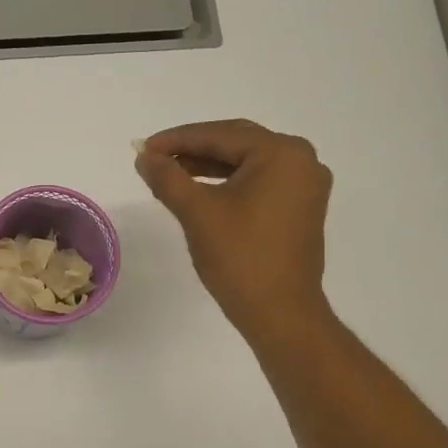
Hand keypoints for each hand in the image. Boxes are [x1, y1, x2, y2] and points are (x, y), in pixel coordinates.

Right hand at [135, 119, 334, 346]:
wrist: (280, 312)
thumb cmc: (240, 257)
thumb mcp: (197, 212)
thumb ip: (168, 178)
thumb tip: (144, 157)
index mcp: (282, 153)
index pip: (220, 135)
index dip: (176, 140)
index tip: (143, 149)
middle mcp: (301, 161)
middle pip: (236, 143)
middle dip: (192, 149)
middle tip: (154, 159)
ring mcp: (304, 186)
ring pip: (246, 163)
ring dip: (208, 166)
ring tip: (170, 174)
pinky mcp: (300, 208)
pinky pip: (258, 182)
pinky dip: (227, 183)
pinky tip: (200, 191)